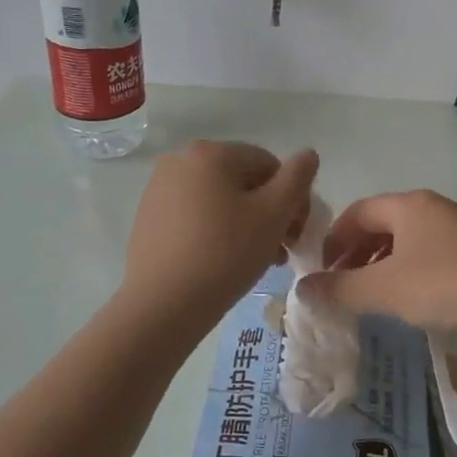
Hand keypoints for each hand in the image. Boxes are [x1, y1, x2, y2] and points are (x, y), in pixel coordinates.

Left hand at [123, 142, 318, 321]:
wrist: (162, 304)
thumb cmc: (225, 254)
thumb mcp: (273, 215)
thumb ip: (297, 179)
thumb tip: (308, 155)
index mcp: (211, 153)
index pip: (269, 165)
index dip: (292, 198)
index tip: (298, 235)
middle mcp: (180, 161)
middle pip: (243, 182)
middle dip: (269, 214)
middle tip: (282, 251)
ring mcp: (159, 189)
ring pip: (219, 201)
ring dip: (246, 225)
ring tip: (258, 261)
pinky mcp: (148, 218)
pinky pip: (195, 216)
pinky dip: (216, 232)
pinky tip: (224, 263)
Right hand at [300, 189, 456, 334]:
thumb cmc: (440, 285)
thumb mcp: (381, 289)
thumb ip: (338, 289)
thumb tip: (302, 290)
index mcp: (408, 205)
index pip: (356, 212)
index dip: (333, 240)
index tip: (322, 271)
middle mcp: (432, 207)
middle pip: (381, 224)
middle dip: (355, 253)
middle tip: (342, 284)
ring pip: (405, 240)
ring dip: (380, 263)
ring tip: (371, 294)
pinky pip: (427, 252)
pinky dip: (406, 269)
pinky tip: (407, 297)